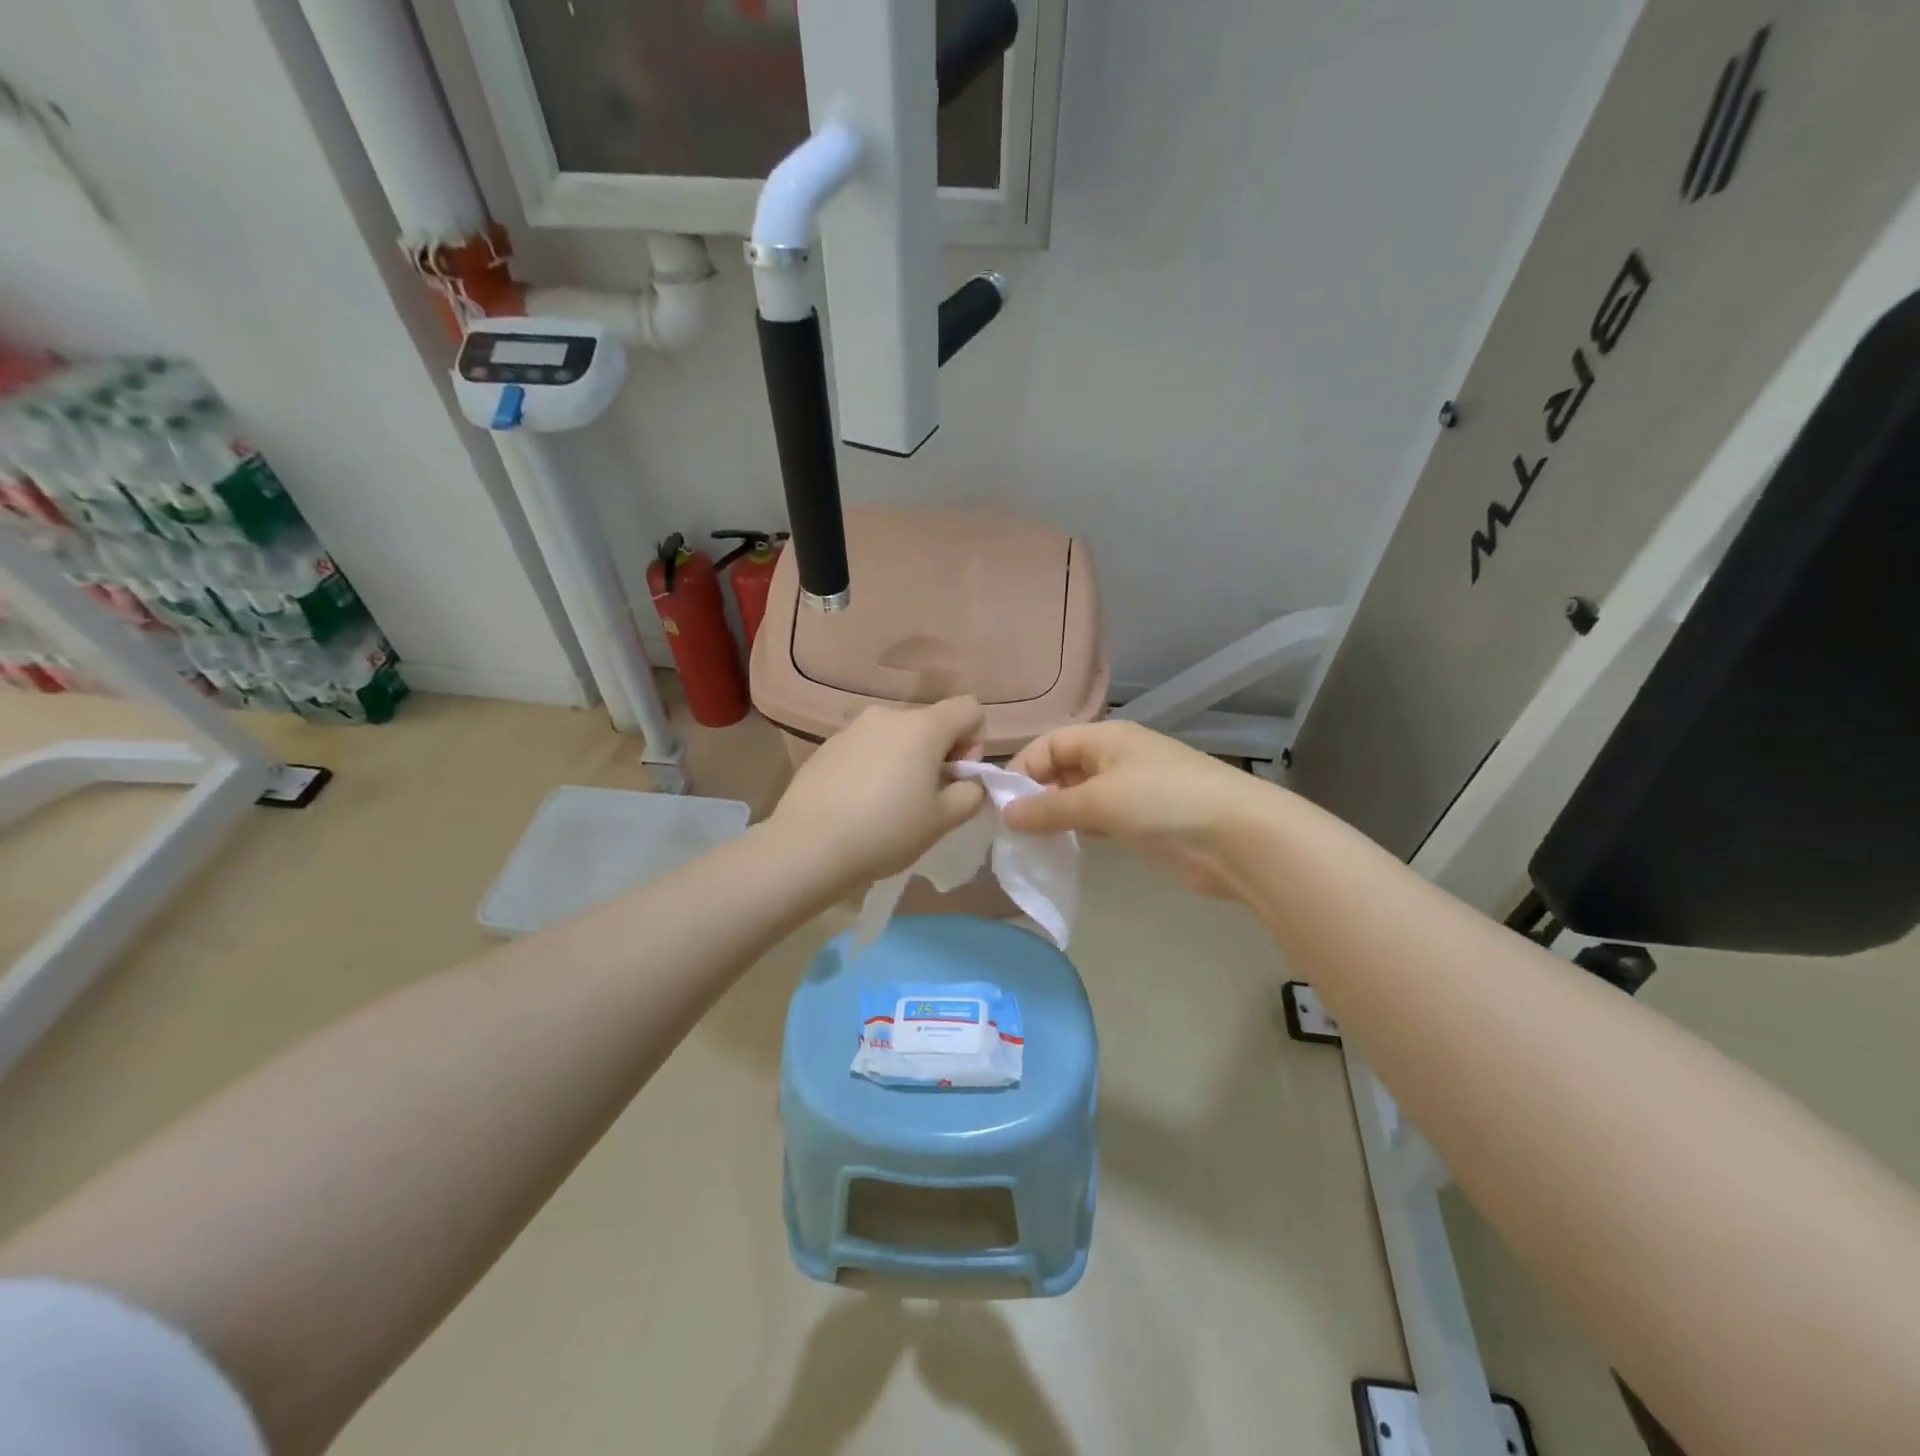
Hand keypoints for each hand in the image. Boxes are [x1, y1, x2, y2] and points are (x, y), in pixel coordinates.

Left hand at [769, 696, 987, 891]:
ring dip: (906, 759)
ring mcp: (853, 728)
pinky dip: (875, 766)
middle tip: (928, 798)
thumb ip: (971, 793)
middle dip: (939, 753)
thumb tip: (969, 780)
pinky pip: (867, 747)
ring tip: (890, 803)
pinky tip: (860, 803)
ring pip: (897, 736)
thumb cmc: (886, 831)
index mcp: (923, 726)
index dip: (975, 741)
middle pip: (931, 722)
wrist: (808, 846)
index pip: (969, 708)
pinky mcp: (827, 746)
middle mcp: (888, 715)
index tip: (956, 776)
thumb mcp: (944, 820)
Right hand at [1004, 721, 1280, 897]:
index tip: (1003, 804)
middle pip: (1064, 768)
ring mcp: (1134, 790)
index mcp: (1107, 738)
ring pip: (1081, 796)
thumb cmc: (1163, 803)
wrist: (1237, 838)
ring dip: (1057, 815)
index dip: (1024, 768)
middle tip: (1013, 828)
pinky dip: (1079, 830)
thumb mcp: (1098, 800)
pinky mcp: (1145, 822)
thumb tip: (1005, 815)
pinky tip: (1063, 848)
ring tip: (1031, 842)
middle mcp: (1118, 757)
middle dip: (1037, 794)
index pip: (1050, 743)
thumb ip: (1048, 808)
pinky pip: (1100, 820)